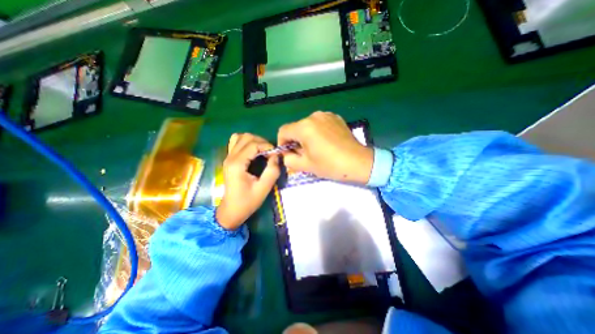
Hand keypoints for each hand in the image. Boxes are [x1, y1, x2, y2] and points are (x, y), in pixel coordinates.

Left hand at [217, 133, 281, 229]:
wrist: (231, 211)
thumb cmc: (247, 202)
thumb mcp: (263, 188)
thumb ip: (272, 171)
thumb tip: (277, 156)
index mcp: (237, 164)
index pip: (253, 144)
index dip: (267, 146)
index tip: (276, 154)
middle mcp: (230, 157)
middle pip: (246, 137)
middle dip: (261, 142)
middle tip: (270, 153)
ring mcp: (228, 157)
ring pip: (240, 137)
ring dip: (254, 140)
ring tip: (262, 150)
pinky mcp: (229, 160)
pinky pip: (235, 143)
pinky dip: (246, 143)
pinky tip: (253, 151)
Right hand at [278, 112, 370, 185]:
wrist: (358, 162)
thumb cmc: (330, 165)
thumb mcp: (306, 165)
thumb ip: (289, 159)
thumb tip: (286, 154)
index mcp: (304, 127)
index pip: (283, 131)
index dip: (282, 143)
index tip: (288, 153)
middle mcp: (314, 116)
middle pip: (296, 127)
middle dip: (295, 140)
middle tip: (303, 154)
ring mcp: (326, 115)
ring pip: (307, 125)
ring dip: (306, 136)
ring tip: (316, 148)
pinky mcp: (335, 117)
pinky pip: (319, 123)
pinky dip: (317, 132)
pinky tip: (326, 142)